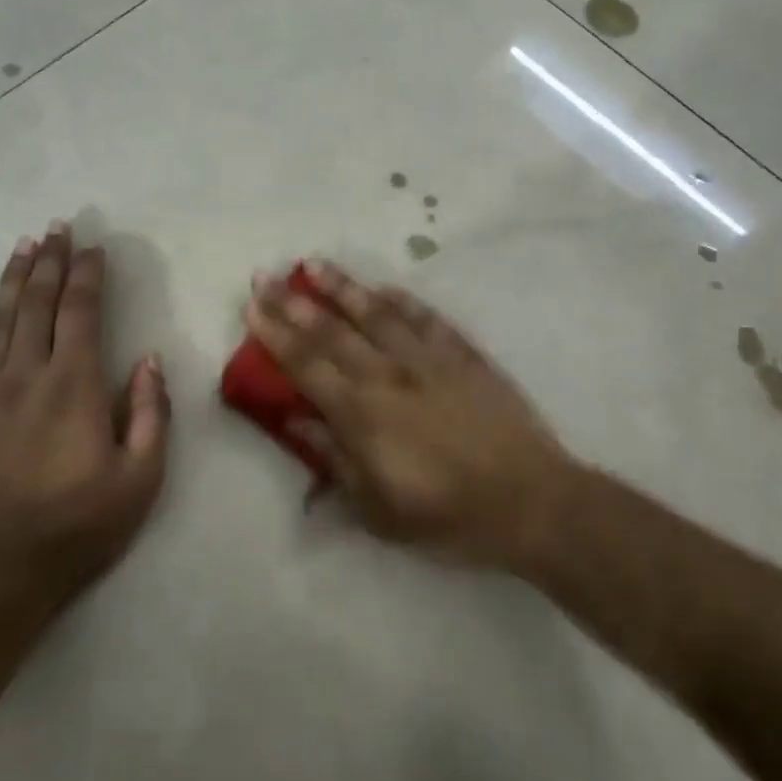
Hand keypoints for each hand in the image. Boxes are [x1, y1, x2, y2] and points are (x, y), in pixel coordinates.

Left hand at [0, 223, 169, 616]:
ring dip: (11, 281)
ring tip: (21, 248)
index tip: (93, 247)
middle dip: (49, 262)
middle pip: (36, 304)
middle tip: (55, 228)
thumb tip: (147, 361)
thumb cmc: (76, 527)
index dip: (87, 274)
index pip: (80, 311)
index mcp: (74, 384)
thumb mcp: (140, 478)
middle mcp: (25, 375)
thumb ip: (149, 413)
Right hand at [244, 260, 574, 569]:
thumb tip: (294, 421)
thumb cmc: (447, 515)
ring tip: (314, 265)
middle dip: (294, 303)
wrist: (528, 500)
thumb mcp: (378, 508)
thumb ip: (333, 458)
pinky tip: (384, 287)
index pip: (306, 364)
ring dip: (342, 287)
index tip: (252, 307)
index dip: (275, 334)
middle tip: (265, 276)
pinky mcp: (463, 354)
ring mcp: (428, 359)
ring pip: (376, 312)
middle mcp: (388, 374)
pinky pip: (426, 317)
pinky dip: (402, 300)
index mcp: (362, 413)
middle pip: (332, 331)